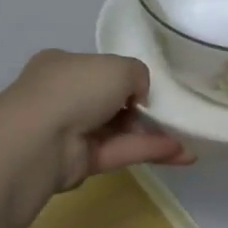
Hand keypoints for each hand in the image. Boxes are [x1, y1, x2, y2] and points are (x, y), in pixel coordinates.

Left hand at [0, 50, 193, 193]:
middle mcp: (64, 97)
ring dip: (152, 134)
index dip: (125, 78)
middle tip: (172, 114)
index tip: (148, 87)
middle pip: (109, 102)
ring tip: (187, 139)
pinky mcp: (79, 162)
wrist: (40, 139)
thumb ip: (137, 74)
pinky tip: (180, 153)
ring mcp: (70, 131)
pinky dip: (147, 150)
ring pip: (117, 130)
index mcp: (63, 66)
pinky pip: (118, 151)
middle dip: (141, 109)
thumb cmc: (75, 88)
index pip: (98, 70)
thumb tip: (139, 95)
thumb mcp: (117, 66)